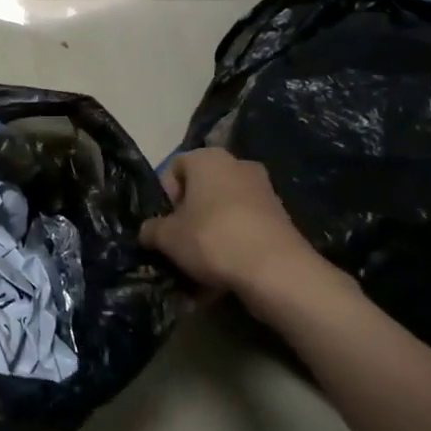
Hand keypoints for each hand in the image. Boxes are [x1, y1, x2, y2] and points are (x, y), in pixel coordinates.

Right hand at [140, 148, 328, 296]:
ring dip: (211, 232)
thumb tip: (149, 231)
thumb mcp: (167, 237)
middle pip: (202, 189)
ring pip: (225, 210)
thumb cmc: (211, 239)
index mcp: (208, 158)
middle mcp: (238, 165)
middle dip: (190, 215)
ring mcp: (264, 190)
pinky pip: (245, 227)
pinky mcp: (281, 216)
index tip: (165, 222)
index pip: (176, 168)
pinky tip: (227, 272)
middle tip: (182, 243)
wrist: (275, 269)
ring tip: (203, 265)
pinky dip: (234, 244)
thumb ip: (151, 229)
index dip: (166, 195)